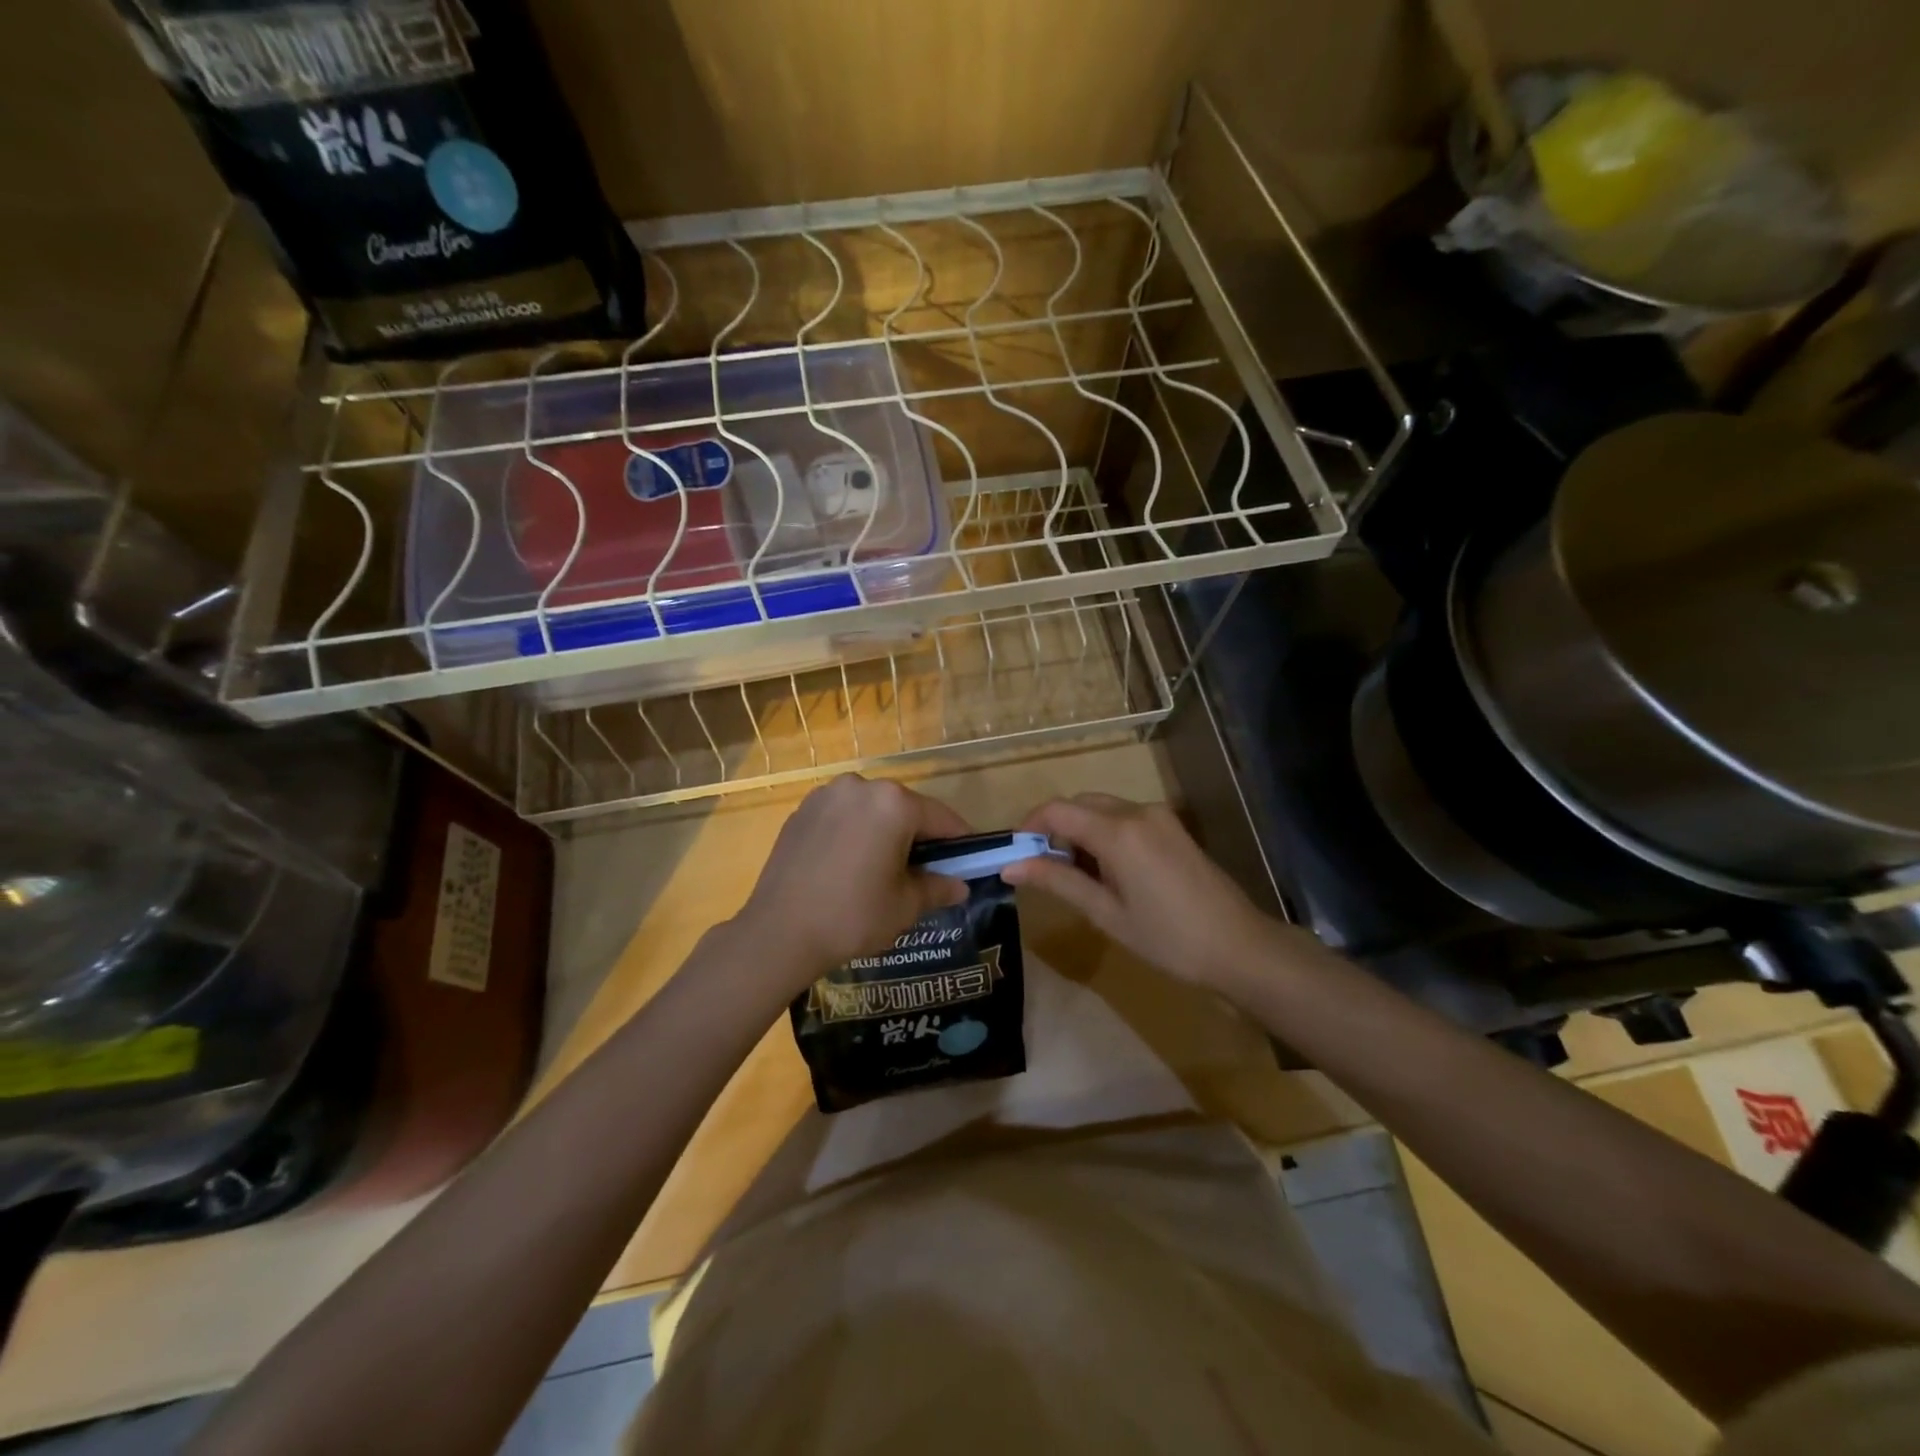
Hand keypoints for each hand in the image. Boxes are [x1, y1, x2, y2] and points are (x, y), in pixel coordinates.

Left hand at [731, 775, 972, 991]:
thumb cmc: (853, 916)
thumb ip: (938, 888)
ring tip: (883, 869)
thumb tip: (960, 885)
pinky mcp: (801, 811)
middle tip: (925, 870)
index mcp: (893, 803)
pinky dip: (853, 833)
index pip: (940, 818)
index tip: (968, 860)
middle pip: (904, 808)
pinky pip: (842, 816)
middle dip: (918, 835)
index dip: (959, 841)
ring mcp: (826, 795)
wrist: (778, 932)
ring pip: (871, 810)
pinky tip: (849, 865)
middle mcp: (861, 787)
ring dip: (884, 832)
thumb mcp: (904, 906)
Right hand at [1000, 794, 1281, 988]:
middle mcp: (1137, 811)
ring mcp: (1159, 816)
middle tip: (1044, 871)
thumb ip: (1057, 881)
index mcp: (1118, 832)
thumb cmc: (1167, 938)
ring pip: (1102, 809)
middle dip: (1055, 830)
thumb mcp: (1105, 913)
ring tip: (1076, 877)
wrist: (1239, 947)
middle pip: (1079, 804)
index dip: (1029, 827)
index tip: (1016, 856)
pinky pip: (1125, 817)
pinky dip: (1104, 834)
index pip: (1057, 810)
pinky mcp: (1172, 827)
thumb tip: (1011, 866)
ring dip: (1080, 831)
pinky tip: (1108, 872)